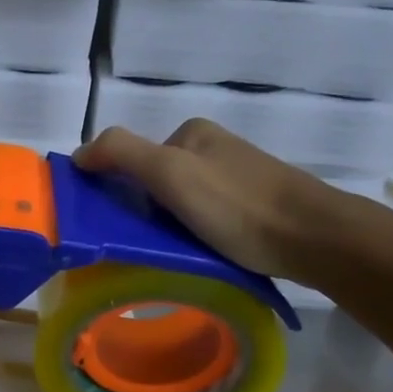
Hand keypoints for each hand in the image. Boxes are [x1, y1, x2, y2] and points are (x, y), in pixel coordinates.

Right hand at [74, 120, 349, 281]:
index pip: (133, 157)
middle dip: (144, 212)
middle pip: (156, 183)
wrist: (314, 239)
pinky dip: (193, 237)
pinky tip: (199, 257)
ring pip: (180, 205)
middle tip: (141, 244)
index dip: (117, 188)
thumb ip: (120, 154)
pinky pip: (205, 221)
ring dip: (168, 229)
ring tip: (170, 256)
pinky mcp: (253, 209)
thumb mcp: (170, 172)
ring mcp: (236, 179)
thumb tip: (78, 154)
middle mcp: (213, 150)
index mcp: (192, 134)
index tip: (114, 223)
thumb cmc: (237, 204)